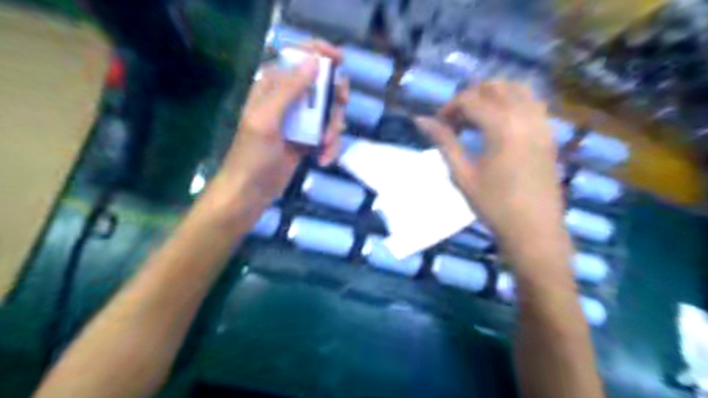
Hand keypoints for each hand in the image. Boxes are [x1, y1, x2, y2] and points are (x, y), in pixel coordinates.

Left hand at [212, 40, 349, 210]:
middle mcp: (288, 99)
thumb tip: (314, 61)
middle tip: (338, 112)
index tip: (340, 62)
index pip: (298, 58)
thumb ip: (289, 90)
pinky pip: (329, 135)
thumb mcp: (267, 120)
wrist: (251, 192)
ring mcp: (300, 121)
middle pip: (322, 85)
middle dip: (334, 100)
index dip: (320, 54)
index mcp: (272, 86)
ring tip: (325, 148)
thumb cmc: (252, 156)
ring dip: (333, 131)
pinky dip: (331, 147)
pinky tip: (323, 159)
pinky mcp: (308, 139)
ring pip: (329, 112)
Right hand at [417, 81, 567, 253]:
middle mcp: (525, 117)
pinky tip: (499, 124)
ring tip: (476, 118)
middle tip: (455, 121)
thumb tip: (420, 120)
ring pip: (516, 89)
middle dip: (470, 97)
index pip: (470, 100)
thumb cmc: (493, 205)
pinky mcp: (549, 133)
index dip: (449, 108)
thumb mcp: (462, 174)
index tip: (437, 124)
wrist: (533, 230)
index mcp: (502, 127)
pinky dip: (512, 103)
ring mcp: (541, 123)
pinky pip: (532, 103)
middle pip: (494, 87)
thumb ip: (444, 142)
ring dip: (492, 96)